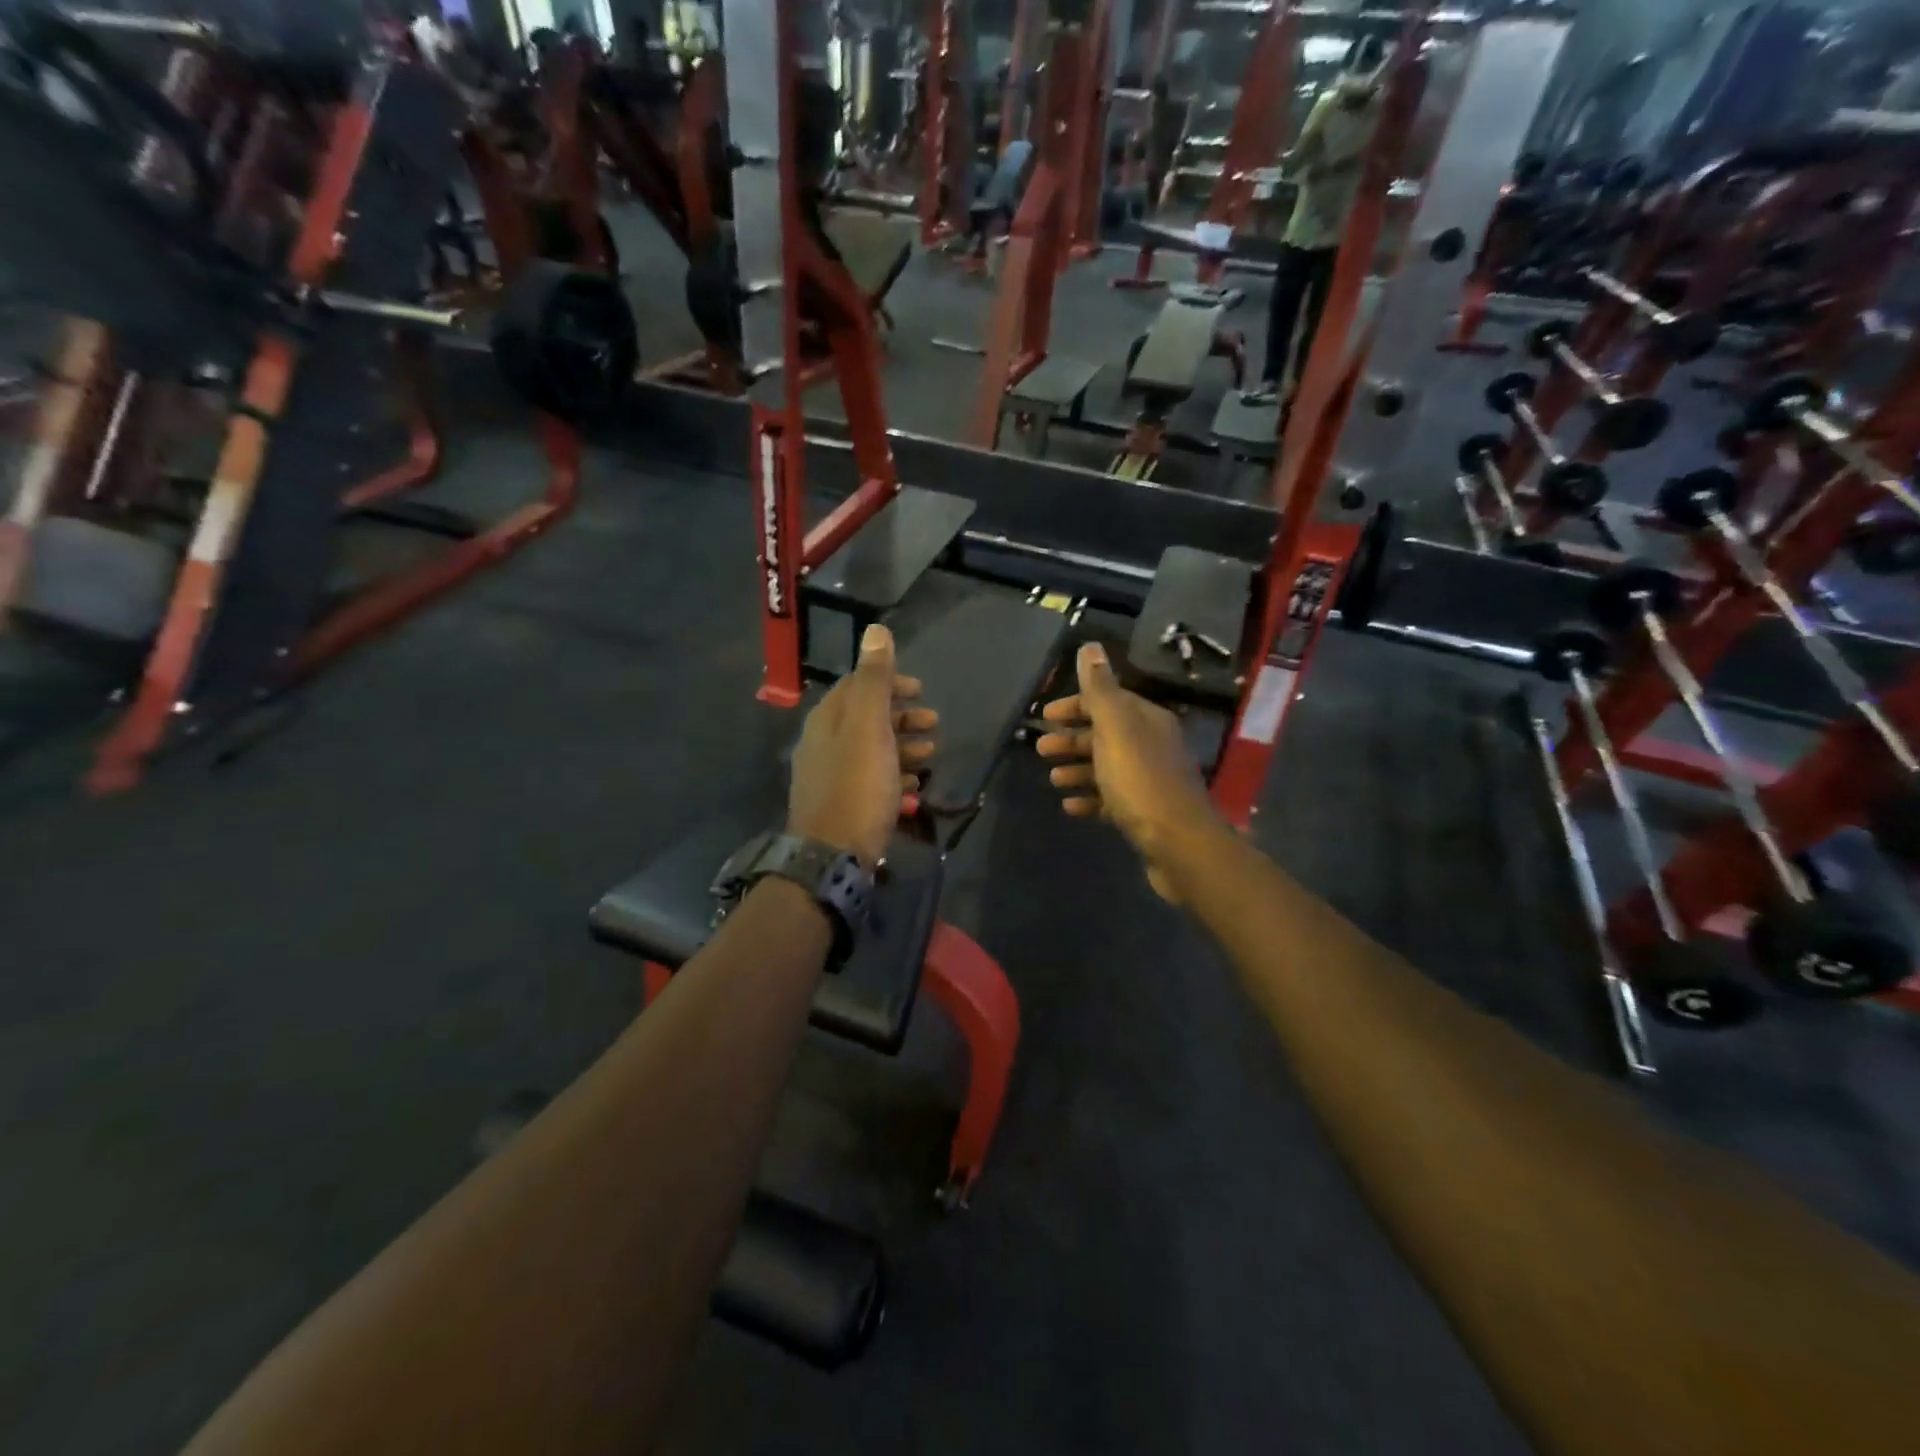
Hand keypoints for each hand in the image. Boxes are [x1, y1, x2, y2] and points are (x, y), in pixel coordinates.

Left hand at [788, 624, 936, 866]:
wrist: (832, 856)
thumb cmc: (857, 786)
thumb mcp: (868, 727)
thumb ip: (874, 680)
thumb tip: (875, 631)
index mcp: (827, 720)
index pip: (856, 686)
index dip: (890, 682)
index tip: (920, 690)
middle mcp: (823, 744)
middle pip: (866, 719)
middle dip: (902, 717)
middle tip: (935, 722)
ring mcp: (831, 777)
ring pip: (871, 751)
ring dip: (903, 747)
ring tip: (931, 754)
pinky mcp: (842, 806)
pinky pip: (871, 781)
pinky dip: (895, 776)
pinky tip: (914, 787)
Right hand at [1036, 641, 1222, 901]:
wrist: (1178, 843)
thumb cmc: (1140, 780)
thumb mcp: (1116, 727)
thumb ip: (1100, 688)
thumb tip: (1090, 646)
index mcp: (1146, 720)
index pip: (1107, 700)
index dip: (1075, 705)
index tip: (1044, 717)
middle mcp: (1151, 745)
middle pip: (1105, 734)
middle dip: (1071, 739)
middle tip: (1041, 750)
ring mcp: (1149, 780)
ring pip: (1106, 767)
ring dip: (1077, 769)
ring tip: (1053, 780)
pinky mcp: (1145, 813)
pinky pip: (1111, 799)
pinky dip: (1089, 799)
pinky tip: (1070, 807)